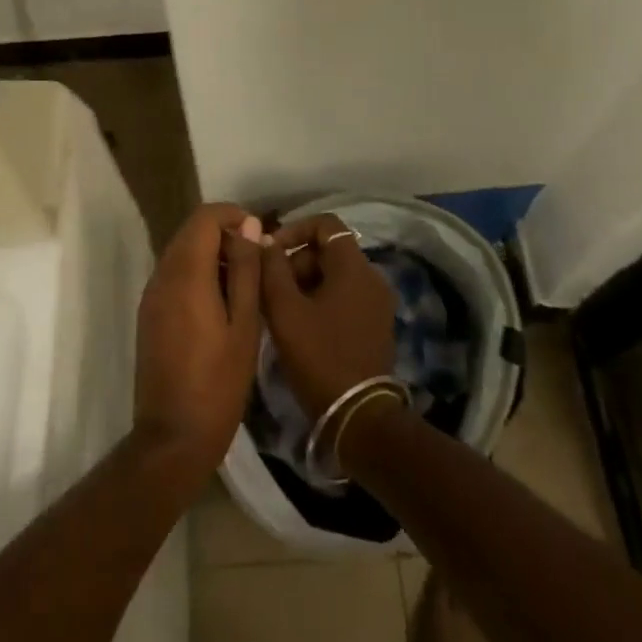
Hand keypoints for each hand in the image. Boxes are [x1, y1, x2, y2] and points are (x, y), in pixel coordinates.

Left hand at [132, 203, 263, 480]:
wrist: (173, 437)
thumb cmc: (218, 382)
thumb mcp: (245, 323)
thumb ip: (246, 269)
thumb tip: (248, 225)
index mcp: (185, 273)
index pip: (205, 217)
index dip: (233, 215)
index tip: (259, 236)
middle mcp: (162, 275)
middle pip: (191, 231)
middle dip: (224, 234)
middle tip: (256, 261)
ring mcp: (151, 295)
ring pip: (181, 252)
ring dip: (211, 254)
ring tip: (244, 283)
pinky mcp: (149, 314)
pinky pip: (174, 275)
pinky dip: (197, 273)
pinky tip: (221, 303)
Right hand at [260, 215, 396, 419]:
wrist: (358, 418)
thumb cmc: (319, 356)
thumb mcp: (285, 310)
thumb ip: (271, 268)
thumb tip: (264, 240)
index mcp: (354, 266)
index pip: (325, 224)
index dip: (294, 229)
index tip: (270, 251)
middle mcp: (372, 277)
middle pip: (328, 251)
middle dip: (296, 262)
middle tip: (270, 289)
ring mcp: (377, 303)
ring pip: (334, 276)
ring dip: (305, 284)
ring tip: (280, 311)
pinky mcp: (376, 325)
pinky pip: (344, 297)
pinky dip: (321, 300)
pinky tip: (300, 326)